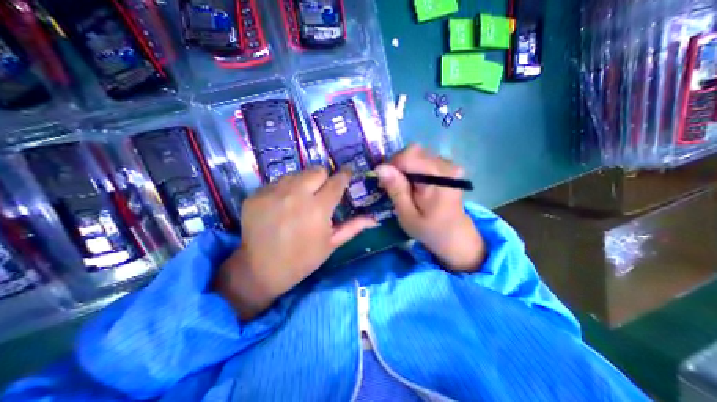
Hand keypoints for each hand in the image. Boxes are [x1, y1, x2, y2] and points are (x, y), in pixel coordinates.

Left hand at [217, 169, 374, 322]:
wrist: (260, 270)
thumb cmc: (302, 259)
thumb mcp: (331, 244)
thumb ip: (353, 227)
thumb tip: (374, 218)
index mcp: (318, 208)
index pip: (337, 181)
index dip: (345, 175)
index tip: (347, 174)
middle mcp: (296, 195)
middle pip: (317, 170)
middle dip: (324, 178)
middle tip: (321, 192)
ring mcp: (273, 192)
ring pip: (297, 174)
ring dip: (304, 183)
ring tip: (301, 200)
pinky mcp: (256, 194)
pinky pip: (277, 182)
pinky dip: (285, 190)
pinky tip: (282, 206)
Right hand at [375, 147, 486, 271]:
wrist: (455, 236)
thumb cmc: (430, 230)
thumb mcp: (408, 215)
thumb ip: (396, 190)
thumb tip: (380, 168)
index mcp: (439, 178)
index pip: (409, 156)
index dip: (391, 166)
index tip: (384, 183)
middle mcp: (446, 165)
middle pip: (413, 151)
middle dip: (397, 166)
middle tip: (391, 185)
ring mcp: (448, 165)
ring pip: (417, 154)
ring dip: (404, 168)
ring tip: (402, 187)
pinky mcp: (447, 167)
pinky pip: (423, 159)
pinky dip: (412, 169)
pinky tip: (412, 184)